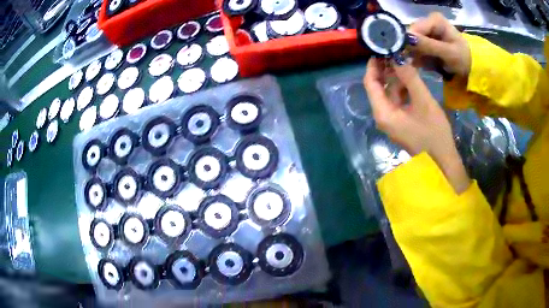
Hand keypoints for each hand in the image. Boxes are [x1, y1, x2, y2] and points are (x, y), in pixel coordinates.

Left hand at [364, 57, 469, 193]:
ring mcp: (393, 120)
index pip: (370, 83)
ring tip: (404, 59)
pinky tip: (411, 77)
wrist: (443, 163)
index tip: (380, 49)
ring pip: (390, 93)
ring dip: (397, 78)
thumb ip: (410, 78)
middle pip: (379, 87)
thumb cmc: (434, 134)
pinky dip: (404, 88)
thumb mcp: (423, 101)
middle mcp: (383, 116)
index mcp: (383, 112)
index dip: (373, 65)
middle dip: (386, 69)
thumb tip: (397, 57)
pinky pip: (399, 100)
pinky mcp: (402, 122)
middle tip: (395, 51)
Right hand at [407, 12, 470, 78]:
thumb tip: (406, 39)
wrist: (472, 69)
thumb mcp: (449, 53)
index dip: (409, 40)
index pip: (415, 27)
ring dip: (415, 55)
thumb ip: (429, 45)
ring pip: (413, 42)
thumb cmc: (464, 59)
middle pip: (412, 34)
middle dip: (412, 49)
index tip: (406, 56)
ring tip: (421, 66)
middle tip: (414, 64)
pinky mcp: (427, 42)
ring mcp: (428, 32)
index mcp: (435, 20)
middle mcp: (429, 23)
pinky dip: (418, 58)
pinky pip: (417, 49)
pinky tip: (422, 65)